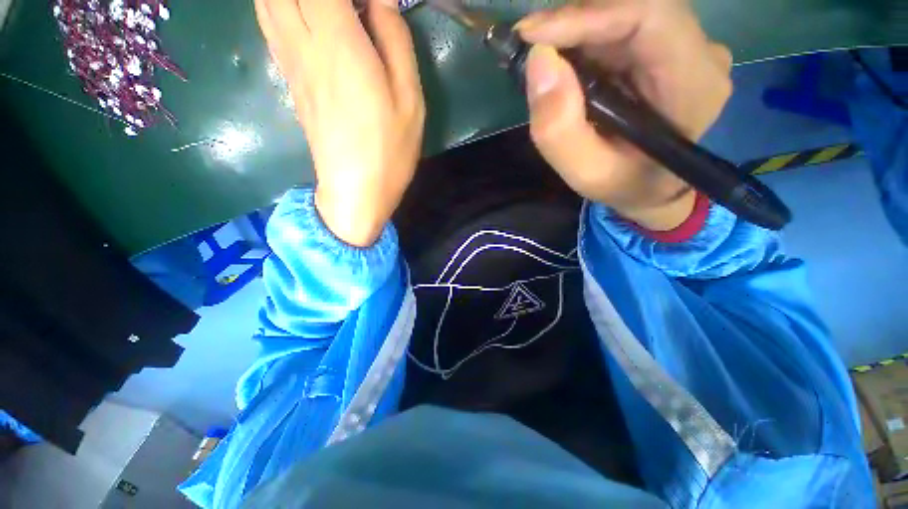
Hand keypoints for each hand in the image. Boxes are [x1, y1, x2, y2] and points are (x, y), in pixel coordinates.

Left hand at [255, 0, 424, 245]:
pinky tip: (304, 14)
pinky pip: (269, 24)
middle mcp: (304, 44)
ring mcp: (290, 63)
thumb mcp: (409, 99)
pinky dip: (278, 6)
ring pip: (268, 1)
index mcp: (339, 43)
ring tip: (327, 12)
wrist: (356, 191)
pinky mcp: (288, 80)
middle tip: (349, 10)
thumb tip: (381, 0)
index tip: (370, 1)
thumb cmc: (390, 149)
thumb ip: (395, 42)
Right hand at [517, 0, 732, 230]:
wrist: (650, 189)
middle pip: (634, 8)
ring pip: (625, 14)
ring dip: (576, 31)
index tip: (532, 34)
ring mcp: (685, 48)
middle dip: (574, 22)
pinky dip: (584, 39)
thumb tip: (538, 62)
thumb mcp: (585, 172)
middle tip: (528, 45)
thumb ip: (559, 129)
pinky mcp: (666, 50)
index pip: (649, 16)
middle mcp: (699, 54)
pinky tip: (562, 62)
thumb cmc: (622, 185)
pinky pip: (621, 28)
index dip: (588, 15)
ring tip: (541, 59)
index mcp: (694, 85)